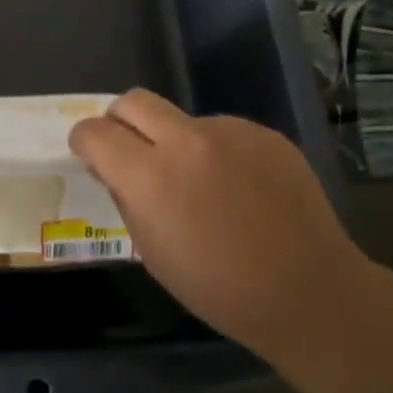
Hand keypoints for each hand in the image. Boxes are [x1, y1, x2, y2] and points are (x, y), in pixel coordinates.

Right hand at [69, 89, 378, 369]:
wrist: (308, 292)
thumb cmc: (219, 288)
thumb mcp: (153, 252)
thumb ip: (127, 198)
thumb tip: (115, 169)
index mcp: (151, 177)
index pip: (95, 132)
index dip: (84, 141)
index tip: (90, 155)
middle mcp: (187, 141)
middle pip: (133, 101)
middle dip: (121, 121)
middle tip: (132, 152)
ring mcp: (230, 132)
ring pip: (182, 119)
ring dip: (175, 141)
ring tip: (202, 184)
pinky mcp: (264, 133)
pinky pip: (223, 131)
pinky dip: (216, 152)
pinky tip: (239, 188)